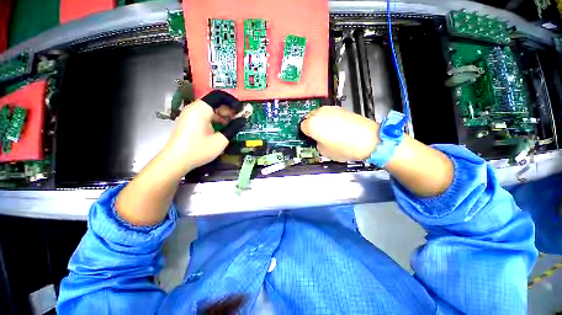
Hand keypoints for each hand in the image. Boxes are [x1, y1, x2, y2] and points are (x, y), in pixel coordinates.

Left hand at [162, 90, 246, 173]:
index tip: (241, 110)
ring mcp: (189, 114)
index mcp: (201, 109)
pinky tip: (220, 128)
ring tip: (231, 124)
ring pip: (209, 108)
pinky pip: (203, 114)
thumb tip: (242, 120)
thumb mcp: (220, 140)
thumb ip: (233, 128)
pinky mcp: (188, 121)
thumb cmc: (199, 150)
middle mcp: (194, 108)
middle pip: (214, 101)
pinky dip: (214, 118)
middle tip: (238, 118)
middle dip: (228, 109)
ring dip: (221, 114)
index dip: (232, 102)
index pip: (219, 96)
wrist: (175, 160)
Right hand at [300, 106, 379, 161]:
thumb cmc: (343, 148)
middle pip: (309, 118)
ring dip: (320, 121)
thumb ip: (316, 143)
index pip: (302, 127)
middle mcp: (319, 113)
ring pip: (319, 114)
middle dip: (312, 125)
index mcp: (312, 124)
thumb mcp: (323, 151)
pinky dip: (330, 119)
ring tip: (329, 131)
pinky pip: (329, 113)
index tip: (311, 138)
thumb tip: (318, 139)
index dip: (306, 134)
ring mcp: (331, 109)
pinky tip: (337, 127)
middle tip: (318, 135)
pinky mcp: (341, 108)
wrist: (368, 139)